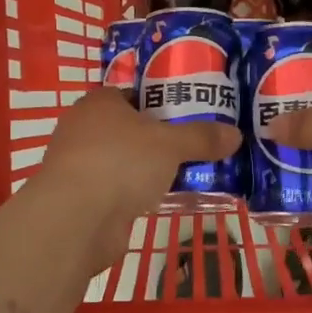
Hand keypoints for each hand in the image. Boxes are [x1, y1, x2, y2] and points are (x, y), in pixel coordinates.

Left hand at [33, 90, 239, 269]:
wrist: (75, 219)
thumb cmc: (121, 163)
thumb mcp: (171, 145)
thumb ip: (202, 138)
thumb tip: (236, 134)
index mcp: (99, 102)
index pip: (131, 94)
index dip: (158, 102)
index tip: (185, 115)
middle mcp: (82, 128)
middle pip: (125, 128)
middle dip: (154, 138)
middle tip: (188, 147)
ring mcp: (76, 164)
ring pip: (119, 160)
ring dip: (142, 168)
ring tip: (179, 175)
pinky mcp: (77, 197)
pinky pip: (112, 188)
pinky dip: (130, 193)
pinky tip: (155, 201)